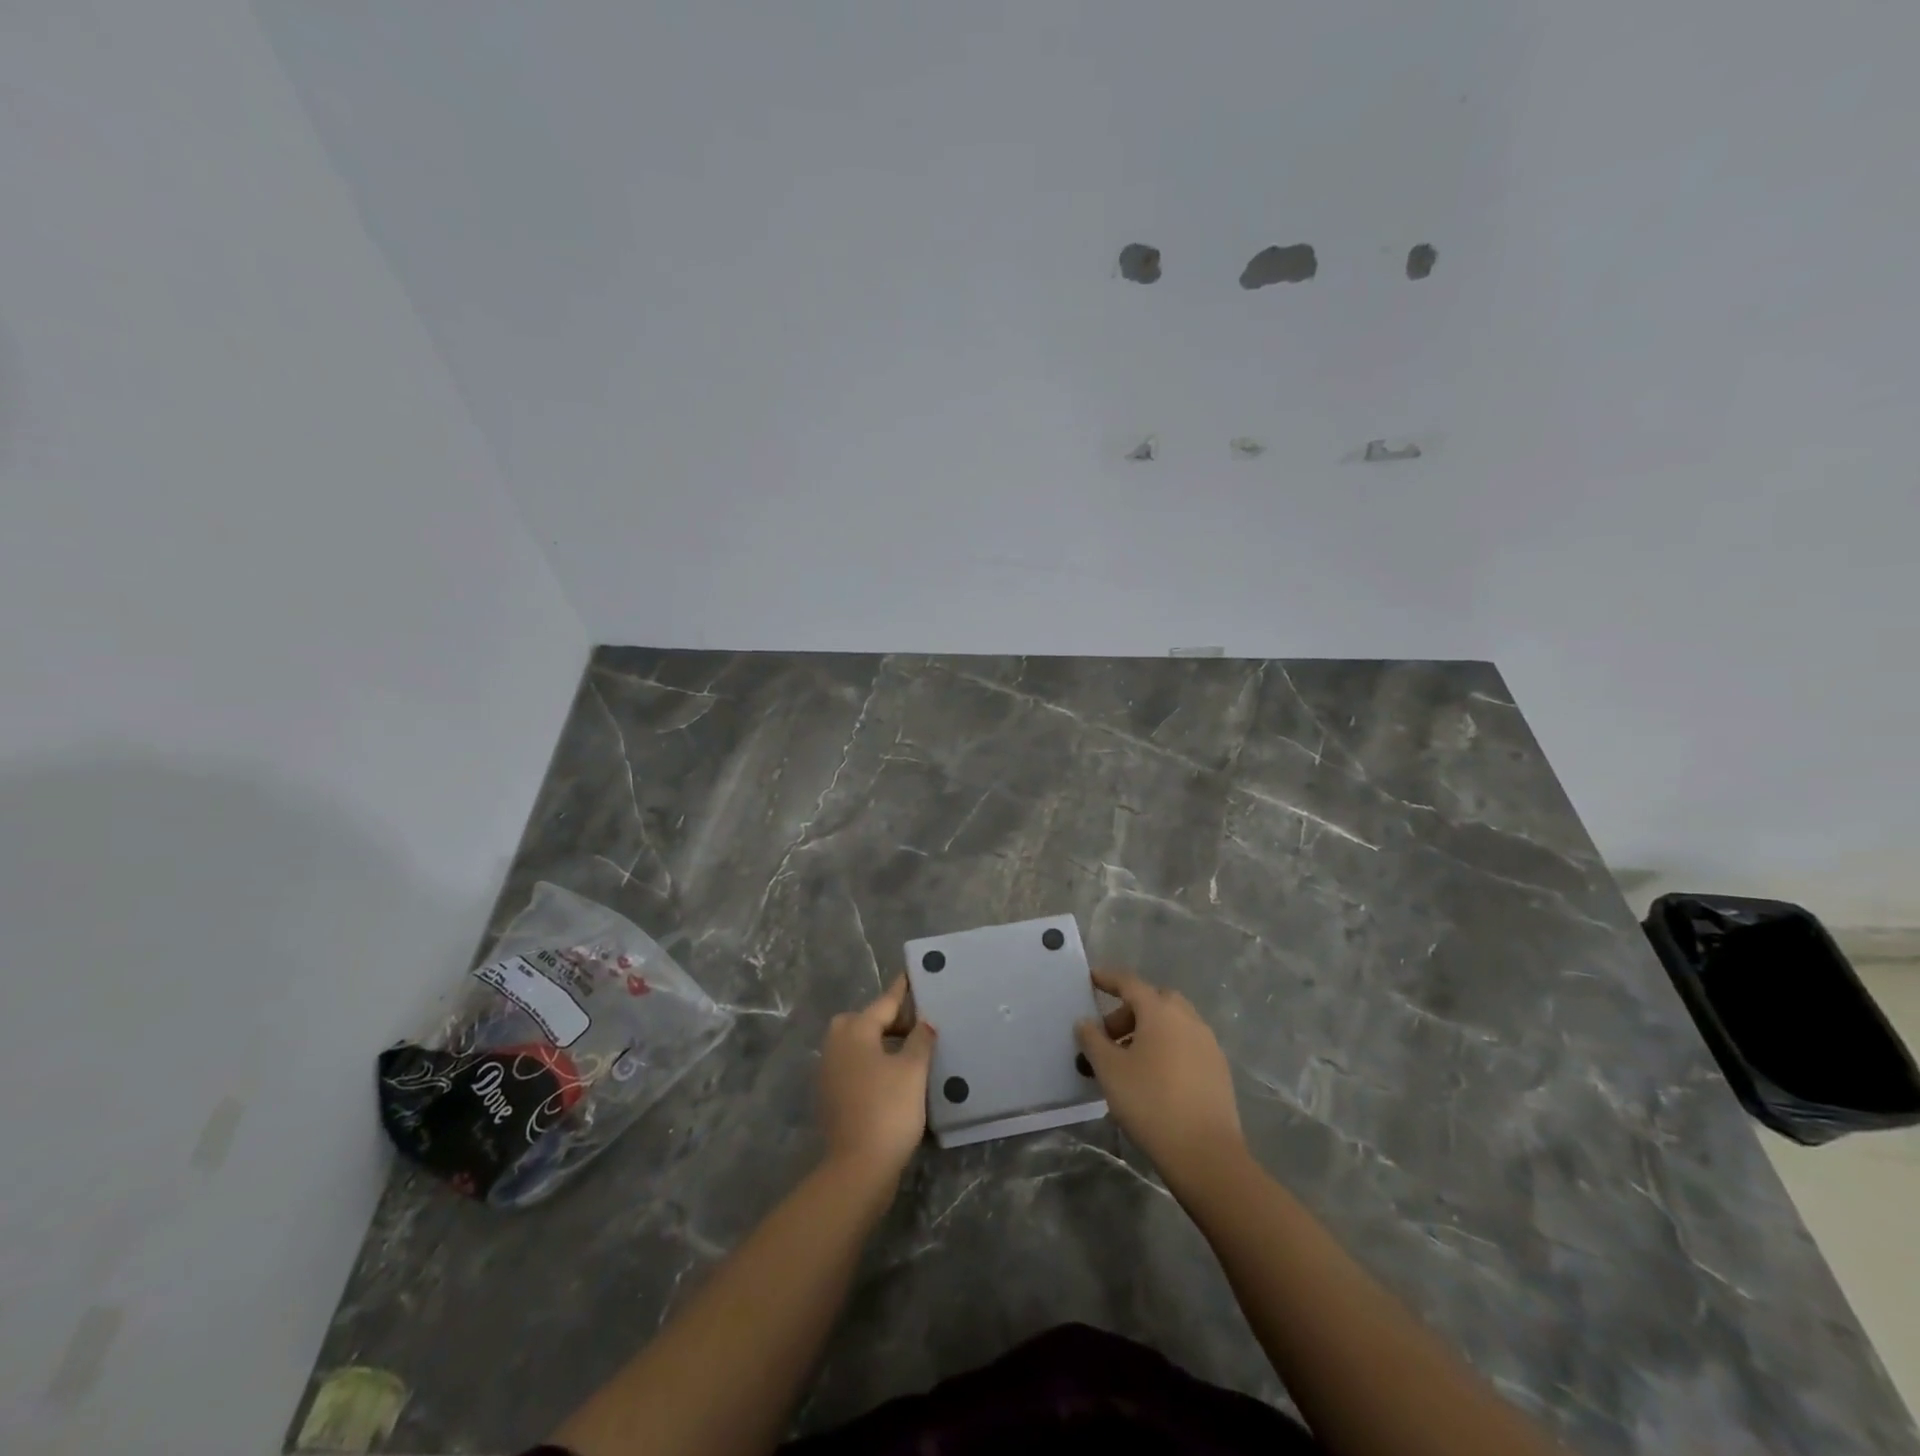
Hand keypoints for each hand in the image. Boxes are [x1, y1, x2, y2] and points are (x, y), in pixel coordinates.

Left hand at [818, 975, 935, 1181]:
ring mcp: (829, 1071)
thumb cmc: (888, 1110)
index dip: (902, 990)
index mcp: (855, 1031)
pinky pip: (853, 1064)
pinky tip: (892, 1075)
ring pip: (856, 1043)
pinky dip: (871, 1062)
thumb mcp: (913, 1070)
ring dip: (879, 1041)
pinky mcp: (830, 1095)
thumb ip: (920, 1040)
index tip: (911, 974)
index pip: (884, 1002)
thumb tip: (924, 1022)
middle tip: (916, 1024)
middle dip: (888, 1018)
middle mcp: (836, 1044)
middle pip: (864, 1020)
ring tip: (909, 1050)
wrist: (857, 1168)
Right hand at [1075, 969, 1245, 1187]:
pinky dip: (1168, 1048)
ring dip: (1149, 1030)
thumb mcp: (1109, 1070)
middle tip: (1109, 1035)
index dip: (1108, 979)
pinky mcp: (1218, 1069)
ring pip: (1173, 1023)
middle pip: (1155, 1001)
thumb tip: (1085, 1022)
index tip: (1092, 978)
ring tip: (1129, 1060)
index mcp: (1160, 1011)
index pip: (1130, 983)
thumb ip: (1092, 1040)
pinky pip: (1187, 1044)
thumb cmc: (1150, 1102)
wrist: (1206, 1153)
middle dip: (1130, 1011)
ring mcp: (1207, 1044)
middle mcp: (1188, 1019)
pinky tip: (1155, 1077)